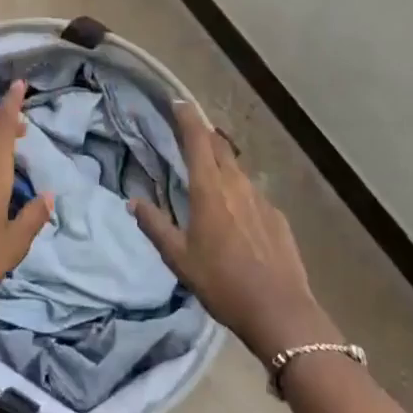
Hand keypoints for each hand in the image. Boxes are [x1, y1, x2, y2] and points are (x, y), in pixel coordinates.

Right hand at [129, 104, 339, 362]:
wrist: (279, 310)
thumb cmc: (222, 282)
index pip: (197, 139)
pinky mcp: (277, 216)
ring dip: (222, 165)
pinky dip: (239, 194)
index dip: (187, 117)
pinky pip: (252, 195)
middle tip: (189, 135)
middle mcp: (237, 184)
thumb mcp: (179, 258)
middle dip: (204, 135)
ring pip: (237, 170)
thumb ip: (155, 226)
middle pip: (220, 147)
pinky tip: (236, 218)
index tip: (178, 102)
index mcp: (210, 189)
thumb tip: (134, 202)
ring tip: (210, 177)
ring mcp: (261, 199)